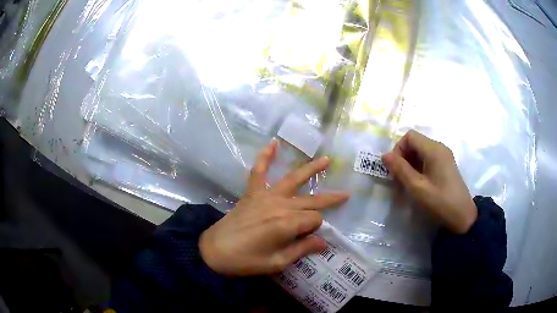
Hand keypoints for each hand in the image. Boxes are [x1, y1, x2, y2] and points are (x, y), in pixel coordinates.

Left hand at [199, 140, 349, 275]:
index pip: (314, 220)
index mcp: (288, 224)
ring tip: (326, 160)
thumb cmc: (246, 261)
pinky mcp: (252, 193)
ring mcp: (265, 196)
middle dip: (329, 199)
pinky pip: (258, 171)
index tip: (309, 239)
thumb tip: (324, 242)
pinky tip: (274, 143)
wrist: (214, 251)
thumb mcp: (278, 263)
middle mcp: (280, 205)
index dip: (315, 230)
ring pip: (293, 179)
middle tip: (345, 195)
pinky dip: (265, 157)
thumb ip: (302, 249)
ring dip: (311, 169)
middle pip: (310, 201)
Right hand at [382, 130, 476, 233]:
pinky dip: (419, 167)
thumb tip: (384, 155)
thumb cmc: (440, 201)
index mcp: (434, 149)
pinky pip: (428, 159)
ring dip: (410, 163)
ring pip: (421, 151)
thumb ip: (400, 169)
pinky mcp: (446, 165)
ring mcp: (444, 156)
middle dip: (403, 157)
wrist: (462, 217)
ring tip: (407, 182)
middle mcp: (440, 147)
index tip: (395, 169)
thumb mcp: (417, 187)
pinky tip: (419, 183)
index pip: (409, 137)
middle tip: (399, 178)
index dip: (398, 149)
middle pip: (415, 142)